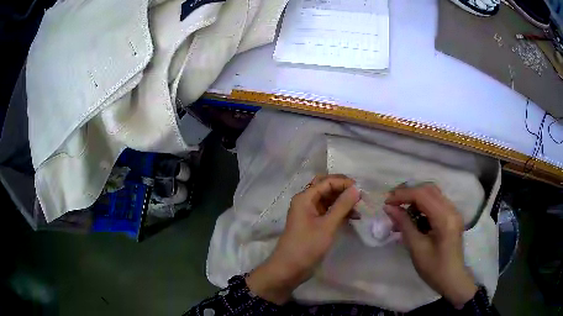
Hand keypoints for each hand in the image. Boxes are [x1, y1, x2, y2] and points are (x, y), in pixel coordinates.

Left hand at [246, 175, 359, 304]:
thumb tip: (356, 188)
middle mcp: (306, 201)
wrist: (289, 268)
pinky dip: (340, 212)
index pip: (327, 182)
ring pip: (328, 200)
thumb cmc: (307, 246)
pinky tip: (354, 216)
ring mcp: (309, 213)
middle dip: (343, 189)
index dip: (344, 183)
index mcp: (305, 197)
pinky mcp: (313, 224)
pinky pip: (328, 211)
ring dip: (343, 201)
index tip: (361, 189)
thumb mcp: (327, 225)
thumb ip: (342, 206)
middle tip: (360, 195)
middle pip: (326, 188)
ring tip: (360, 207)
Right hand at [384, 183, 476, 308]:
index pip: (422, 195)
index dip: (403, 195)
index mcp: (445, 218)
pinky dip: (422, 205)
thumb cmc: (434, 268)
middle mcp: (451, 209)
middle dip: (408, 193)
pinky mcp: (452, 216)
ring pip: (432, 194)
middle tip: (392, 202)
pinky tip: (413, 216)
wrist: (452, 279)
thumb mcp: (416, 248)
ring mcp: (453, 211)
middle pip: (428, 190)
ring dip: (415, 198)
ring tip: (400, 210)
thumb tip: (389, 208)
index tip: (386, 202)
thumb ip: (404, 224)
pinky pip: (436, 202)